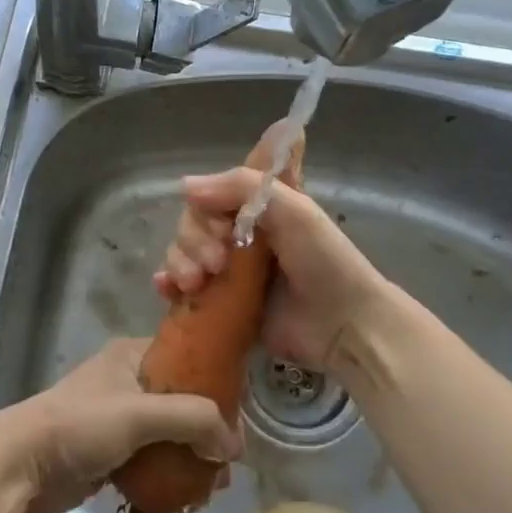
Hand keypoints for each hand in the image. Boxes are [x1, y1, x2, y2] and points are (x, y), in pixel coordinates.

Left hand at [0, 339, 241, 512]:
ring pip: (169, 434)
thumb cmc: (79, 426)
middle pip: (183, 401)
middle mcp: (128, 381)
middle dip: (207, 431)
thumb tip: (232, 446)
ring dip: (191, 457)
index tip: (239, 420)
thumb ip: (192, 420)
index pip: (189, 359)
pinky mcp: (109, 452)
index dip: (218, 386)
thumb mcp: (140, 413)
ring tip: (212, 485)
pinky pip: (151, 459)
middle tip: (226, 463)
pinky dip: (168, 474)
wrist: (19, 466)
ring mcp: (118, 418)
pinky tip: (185, 496)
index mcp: (133, 356)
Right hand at [152, 169, 391, 375]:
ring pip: (182, 254)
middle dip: (194, 240)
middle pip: (191, 224)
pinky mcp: (220, 305)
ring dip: (180, 262)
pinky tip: (168, 288)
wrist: (343, 326)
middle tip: (217, 262)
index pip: (212, 193)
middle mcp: (239, 234)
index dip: (207, 203)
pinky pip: (180, 289)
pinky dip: (168, 284)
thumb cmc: (324, 261)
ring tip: (197, 282)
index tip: (220, 222)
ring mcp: (227, 271)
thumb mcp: (293, 209)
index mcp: (257, 207)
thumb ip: (242, 187)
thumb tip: (184, 186)